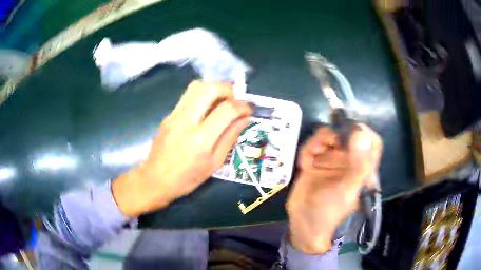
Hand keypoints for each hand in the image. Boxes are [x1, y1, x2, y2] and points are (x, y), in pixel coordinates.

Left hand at [112, 81, 251, 216]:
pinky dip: (203, 95)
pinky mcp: (168, 115)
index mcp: (201, 140)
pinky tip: (207, 107)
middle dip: (228, 89)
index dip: (242, 106)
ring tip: (223, 100)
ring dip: (215, 88)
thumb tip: (245, 119)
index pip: (227, 110)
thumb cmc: (187, 179)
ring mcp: (174, 115)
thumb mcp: (214, 164)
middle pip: (210, 89)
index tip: (249, 109)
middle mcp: (186, 122)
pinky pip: (188, 95)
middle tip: (236, 100)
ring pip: (197, 86)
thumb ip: (230, 138)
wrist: (155, 180)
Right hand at [286, 125, 381, 253]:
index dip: (363, 131)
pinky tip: (305, 161)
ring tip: (313, 152)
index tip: (349, 128)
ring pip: (328, 137)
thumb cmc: (330, 211)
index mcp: (362, 167)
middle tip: (326, 141)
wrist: (305, 224)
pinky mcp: (315, 164)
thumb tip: (361, 133)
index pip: (371, 142)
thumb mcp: (347, 189)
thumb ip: (357, 164)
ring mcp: (330, 161)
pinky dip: (307, 150)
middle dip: (336, 133)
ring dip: (319, 140)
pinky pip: (312, 147)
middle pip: (347, 134)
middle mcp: (348, 161)